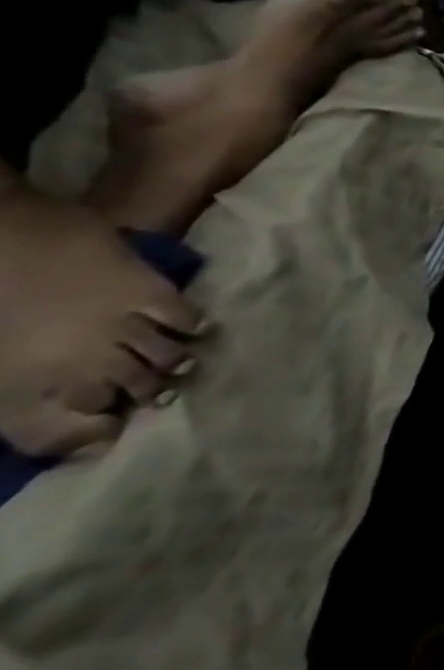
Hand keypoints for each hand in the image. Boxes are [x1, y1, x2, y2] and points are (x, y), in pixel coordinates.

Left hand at [0, 185, 204, 456]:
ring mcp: (120, 324)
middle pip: (130, 389)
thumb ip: (21, 387)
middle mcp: (80, 360)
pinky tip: (198, 328)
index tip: (113, 434)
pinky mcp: (149, 293)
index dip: (95, 435)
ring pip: (163, 357)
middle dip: (148, 396)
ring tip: (186, 366)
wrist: (3, 234)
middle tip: (162, 397)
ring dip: (176, 365)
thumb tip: (70, 413)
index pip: (69, 425)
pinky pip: (181, 317)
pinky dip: (192, 326)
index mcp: (26, 380)